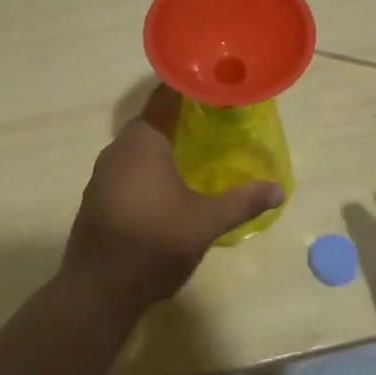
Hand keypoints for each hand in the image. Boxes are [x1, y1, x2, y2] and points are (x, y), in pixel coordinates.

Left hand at [63, 86, 282, 311]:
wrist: (98, 290)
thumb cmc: (154, 243)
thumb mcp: (205, 222)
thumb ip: (241, 202)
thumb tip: (277, 189)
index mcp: (143, 141)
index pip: (165, 96)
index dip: (190, 87)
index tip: (214, 84)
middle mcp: (118, 148)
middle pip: (152, 120)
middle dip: (182, 118)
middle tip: (216, 119)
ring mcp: (103, 174)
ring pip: (139, 147)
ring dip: (164, 145)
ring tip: (197, 151)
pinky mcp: (98, 197)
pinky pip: (128, 168)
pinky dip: (150, 167)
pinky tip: (169, 185)